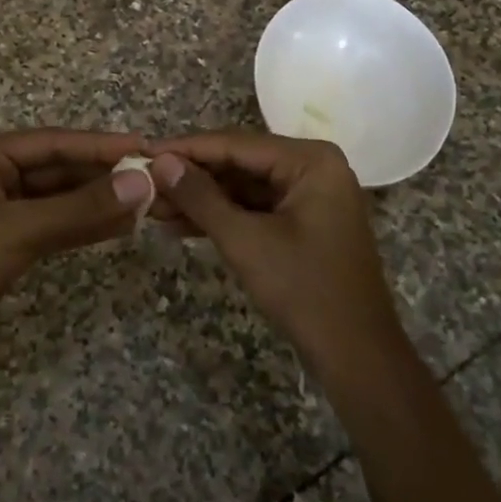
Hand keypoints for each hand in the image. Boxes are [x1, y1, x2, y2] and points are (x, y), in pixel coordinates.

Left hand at [0, 129, 153, 373]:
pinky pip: (55, 226)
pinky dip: (85, 227)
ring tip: (145, 203)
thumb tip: (141, 184)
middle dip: (102, 175)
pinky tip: (119, 227)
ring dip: (98, 202)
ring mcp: (2, 212)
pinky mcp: (10, 245)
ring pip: (60, 200)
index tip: (142, 148)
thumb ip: (81, 209)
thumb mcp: (20, 229)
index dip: (98, 145)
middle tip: (151, 178)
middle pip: (58, 170)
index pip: (52, 143)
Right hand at [148, 131, 404, 377]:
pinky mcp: (302, 222)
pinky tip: (180, 224)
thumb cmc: (305, 291)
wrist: (357, 357)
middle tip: (143, 182)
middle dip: (191, 177)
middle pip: (239, 163)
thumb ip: (200, 197)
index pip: (236, 144)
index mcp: (310, 160)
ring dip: (201, 198)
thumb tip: (159, 162)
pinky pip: (254, 208)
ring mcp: (309, 195)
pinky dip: (221, 216)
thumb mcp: (245, 241)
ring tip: (153, 206)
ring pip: (243, 187)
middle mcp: (312, 167)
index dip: (186, 149)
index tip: (143, 152)